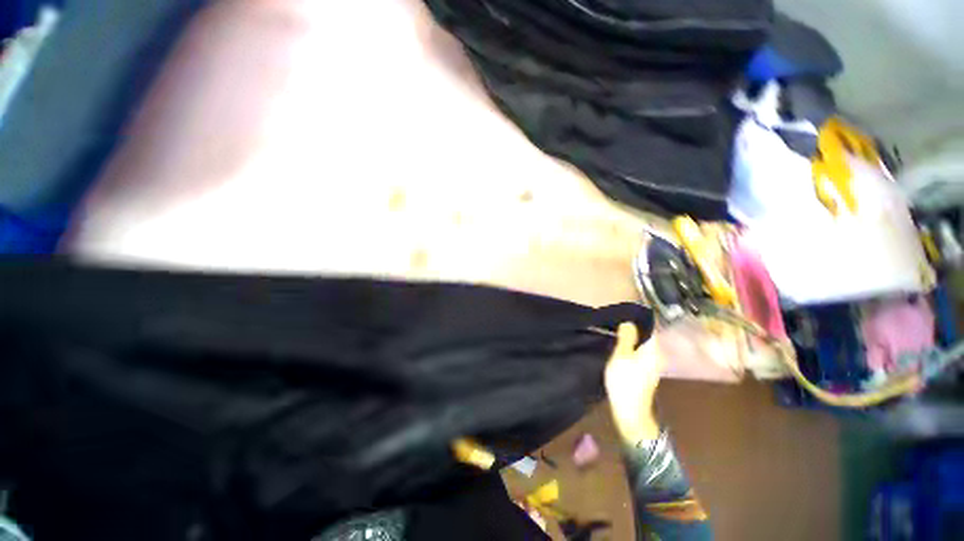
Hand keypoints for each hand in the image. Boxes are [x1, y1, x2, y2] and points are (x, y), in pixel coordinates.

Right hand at [605, 322, 664, 444]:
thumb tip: (628, 322)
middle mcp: (657, 355)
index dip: (640, 317)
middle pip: (648, 335)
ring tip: (617, 328)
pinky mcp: (646, 371)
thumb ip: (626, 338)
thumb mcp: (621, 356)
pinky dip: (632, 345)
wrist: (630, 411)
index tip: (627, 309)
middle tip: (618, 317)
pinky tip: (621, 344)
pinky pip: (640, 352)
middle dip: (635, 326)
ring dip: (633, 336)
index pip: (651, 327)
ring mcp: (652, 364)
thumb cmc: (625, 381)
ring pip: (643, 344)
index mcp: (653, 349)